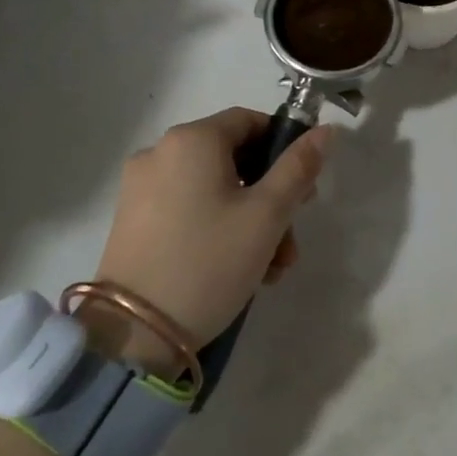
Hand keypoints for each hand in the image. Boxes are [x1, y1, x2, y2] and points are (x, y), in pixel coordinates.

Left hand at [86, 108, 333, 373]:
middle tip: (290, 239)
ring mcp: (141, 186)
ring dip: (247, 219)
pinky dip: (215, 227)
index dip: (283, 148)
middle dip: (270, 197)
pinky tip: (235, 269)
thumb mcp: (267, 215)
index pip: (250, 121)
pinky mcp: (131, 220)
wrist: (134, 335)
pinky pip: (186, 208)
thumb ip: (298, 167)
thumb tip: (325, 130)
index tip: (304, 189)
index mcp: (192, 139)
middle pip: (232, 159)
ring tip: (269, 269)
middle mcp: (160, 151)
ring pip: (212, 188)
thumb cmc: (209, 262)